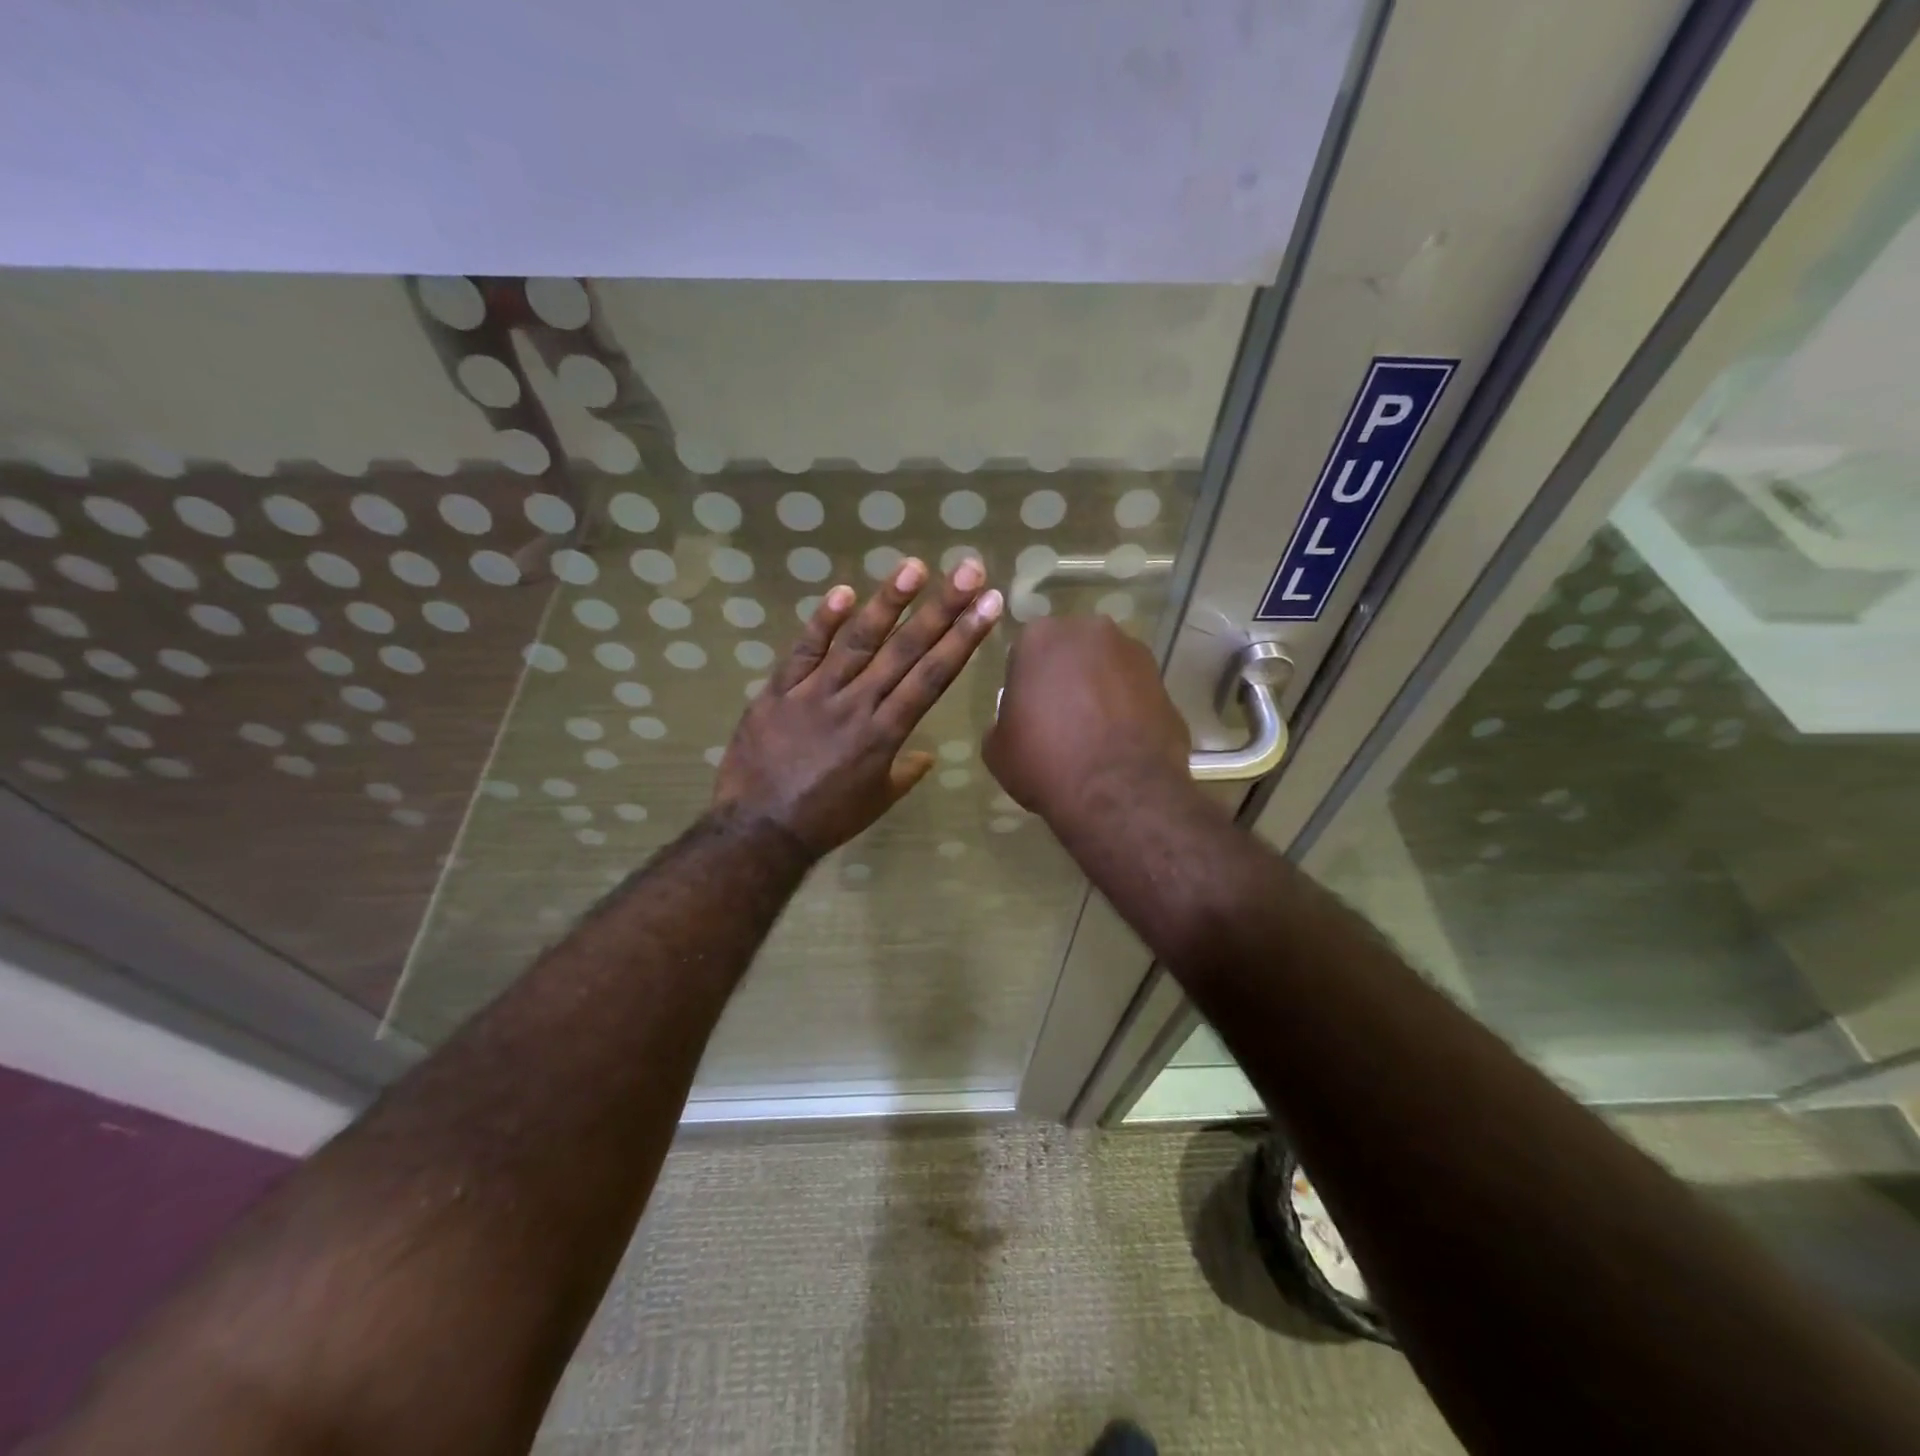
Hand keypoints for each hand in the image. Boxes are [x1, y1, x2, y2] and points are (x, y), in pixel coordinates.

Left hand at [713, 557, 1002, 856]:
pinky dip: (822, 622)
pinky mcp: (778, 691)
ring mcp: (815, 694)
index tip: (988, 605)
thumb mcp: (877, 801)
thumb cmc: (826, 820)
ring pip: (857, 642)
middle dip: (941, 608)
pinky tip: (843, 592)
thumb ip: (904, 772)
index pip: (933, 677)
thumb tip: (925, 754)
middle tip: (967, 569)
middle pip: (905, 650)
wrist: (759, 831)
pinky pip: (802, 652)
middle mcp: (857, 705)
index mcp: (886, 734)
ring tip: (914, 567)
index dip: (964, 638)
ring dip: (888, 603)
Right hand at [983, 616, 1189, 824]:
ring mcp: (1135, 654)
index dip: (1025, 684)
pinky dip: (1128, 710)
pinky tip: (1120, 743)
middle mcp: (1091, 631)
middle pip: (1071, 652)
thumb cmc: (1045, 762)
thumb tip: (1018, 720)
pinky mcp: (1165, 682)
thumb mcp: (997, 748)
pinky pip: (1135, 693)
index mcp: (1041, 637)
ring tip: (1095, 733)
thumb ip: (1003, 719)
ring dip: (1100, 690)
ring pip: (1107, 668)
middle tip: (1060, 719)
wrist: (1118, 793)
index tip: (1026, 713)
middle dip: (1066, 677)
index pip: (1025, 653)